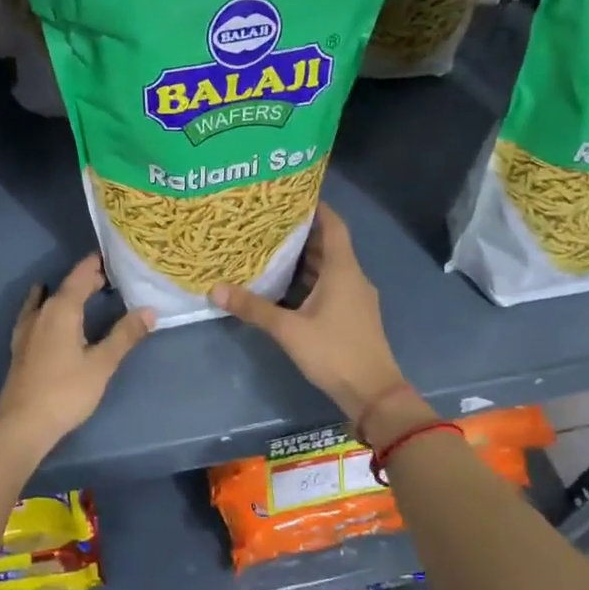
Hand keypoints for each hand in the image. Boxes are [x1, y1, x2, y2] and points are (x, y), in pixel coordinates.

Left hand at [0, 254, 154, 452]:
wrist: (23, 424)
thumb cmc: (66, 391)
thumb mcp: (102, 363)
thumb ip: (125, 335)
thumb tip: (149, 310)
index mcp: (62, 309)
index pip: (81, 275)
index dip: (96, 264)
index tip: (114, 255)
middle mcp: (43, 311)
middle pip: (67, 286)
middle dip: (88, 279)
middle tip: (112, 276)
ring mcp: (28, 328)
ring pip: (51, 299)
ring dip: (69, 292)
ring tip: (87, 291)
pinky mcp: (22, 344)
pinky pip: (36, 311)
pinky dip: (45, 303)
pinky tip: (43, 304)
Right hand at [210, 204, 408, 426]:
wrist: (373, 394)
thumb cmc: (334, 353)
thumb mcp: (289, 330)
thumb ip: (253, 308)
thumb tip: (214, 289)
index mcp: (343, 270)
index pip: (333, 225)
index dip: (316, 207)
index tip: (290, 195)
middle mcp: (353, 277)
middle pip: (327, 245)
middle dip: (300, 233)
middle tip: (266, 223)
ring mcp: (355, 298)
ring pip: (327, 268)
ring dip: (302, 259)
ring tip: (269, 250)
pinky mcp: (352, 316)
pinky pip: (329, 286)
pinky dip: (308, 281)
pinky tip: (283, 287)